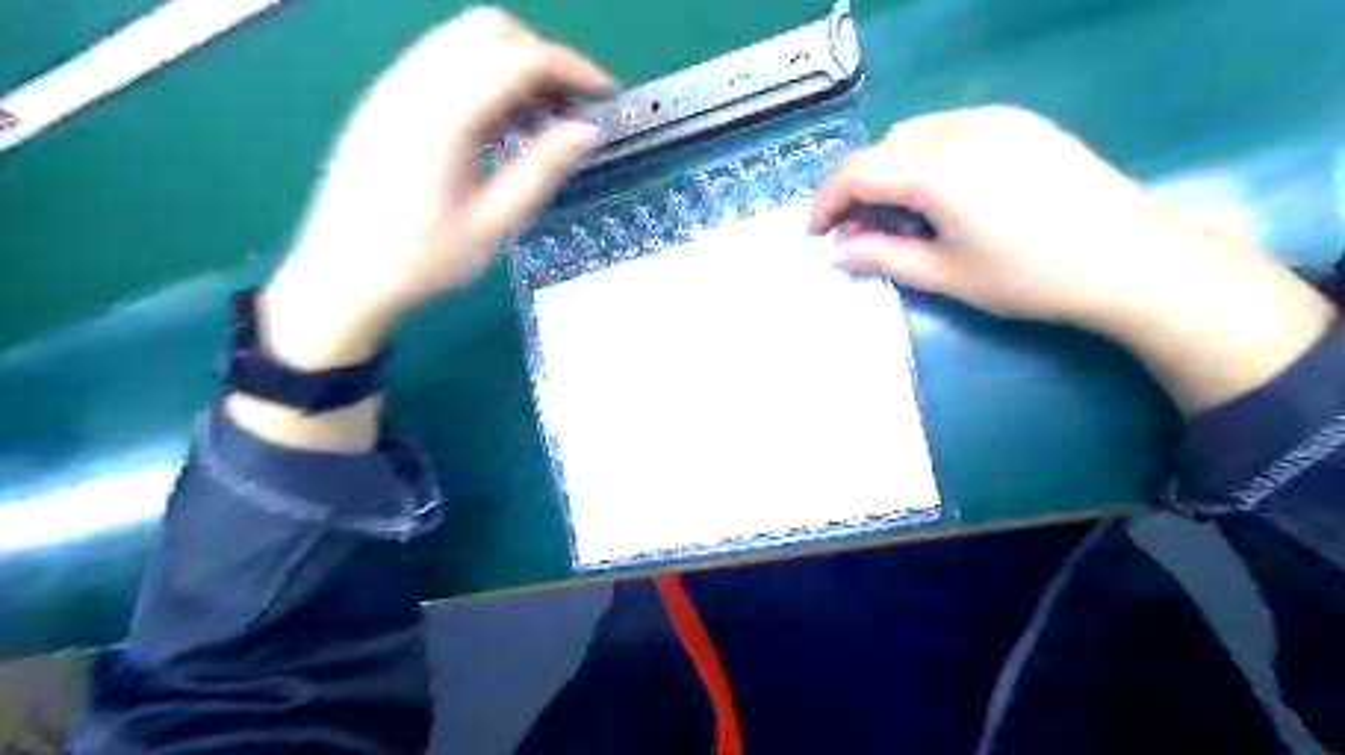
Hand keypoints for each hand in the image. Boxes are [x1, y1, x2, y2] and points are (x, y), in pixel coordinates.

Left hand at [256, 7, 613, 369]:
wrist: (341, 274)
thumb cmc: (422, 259)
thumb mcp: (493, 224)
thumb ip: (541, 170)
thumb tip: (588, 130)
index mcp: (445, 115)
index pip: (520, 58)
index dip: (572, 68)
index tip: (605, 97)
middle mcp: (415, 83)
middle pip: (490, 30)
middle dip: (542, 57)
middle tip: (570, 109)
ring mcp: (393, 85)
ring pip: (464, 38)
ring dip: (512, 63)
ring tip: (540, 118)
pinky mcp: (385, 98)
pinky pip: (443, 60)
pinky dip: (483, 74)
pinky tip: (497, 124)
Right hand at [809, 102, 1331, 412]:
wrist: (1129, 259)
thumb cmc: (1027, 277)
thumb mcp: (943, 275)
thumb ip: (881, 256)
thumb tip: (840, 249)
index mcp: (934, 167)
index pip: (855, 173)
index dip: (825, 203)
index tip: (816, 234)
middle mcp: (957, 127)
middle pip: (882, 149)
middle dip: (858, 188)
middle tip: (858, 232)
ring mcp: (993, 118)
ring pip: (914, 135)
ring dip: (891, 171)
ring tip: (900, 215)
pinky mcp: (1019, 122)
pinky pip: (950, 130)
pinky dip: (925, 158)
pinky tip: (942, 195)